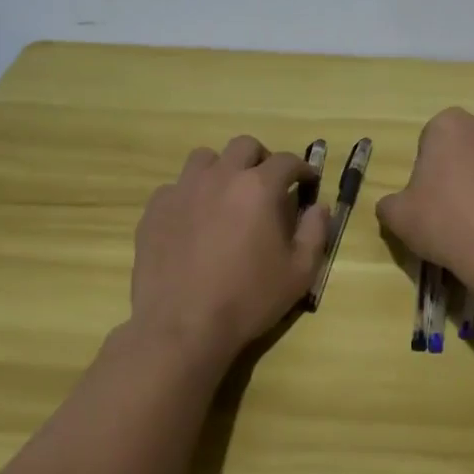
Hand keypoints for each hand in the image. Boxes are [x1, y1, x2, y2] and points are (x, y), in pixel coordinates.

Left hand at [131, 136, 329, 364]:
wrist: (182, 327)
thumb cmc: (248, 299)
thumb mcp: (299, 272)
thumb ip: (316, 232)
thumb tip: (319, 206)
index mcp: (259, 188)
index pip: (286, 161)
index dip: (302, 169)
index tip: (307, 182)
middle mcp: (220, 177)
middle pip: (244, 146)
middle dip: (261, 160)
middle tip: (267, 185)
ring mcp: (182, 190)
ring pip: (205, 158)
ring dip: (222, 169)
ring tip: (226, 196)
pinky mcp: (155, 210)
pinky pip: (175, 186)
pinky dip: (190, 194)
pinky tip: (194, 220)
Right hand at [375, 108, 473, 298]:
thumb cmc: (446, 222)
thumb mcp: (398, 217)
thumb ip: (390, 204)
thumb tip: (394, 206)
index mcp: (450, 125)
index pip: (430, 140)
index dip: (426, 170)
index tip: (427, 199)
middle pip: (466, 148)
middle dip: (460, 171)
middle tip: (451, 210)